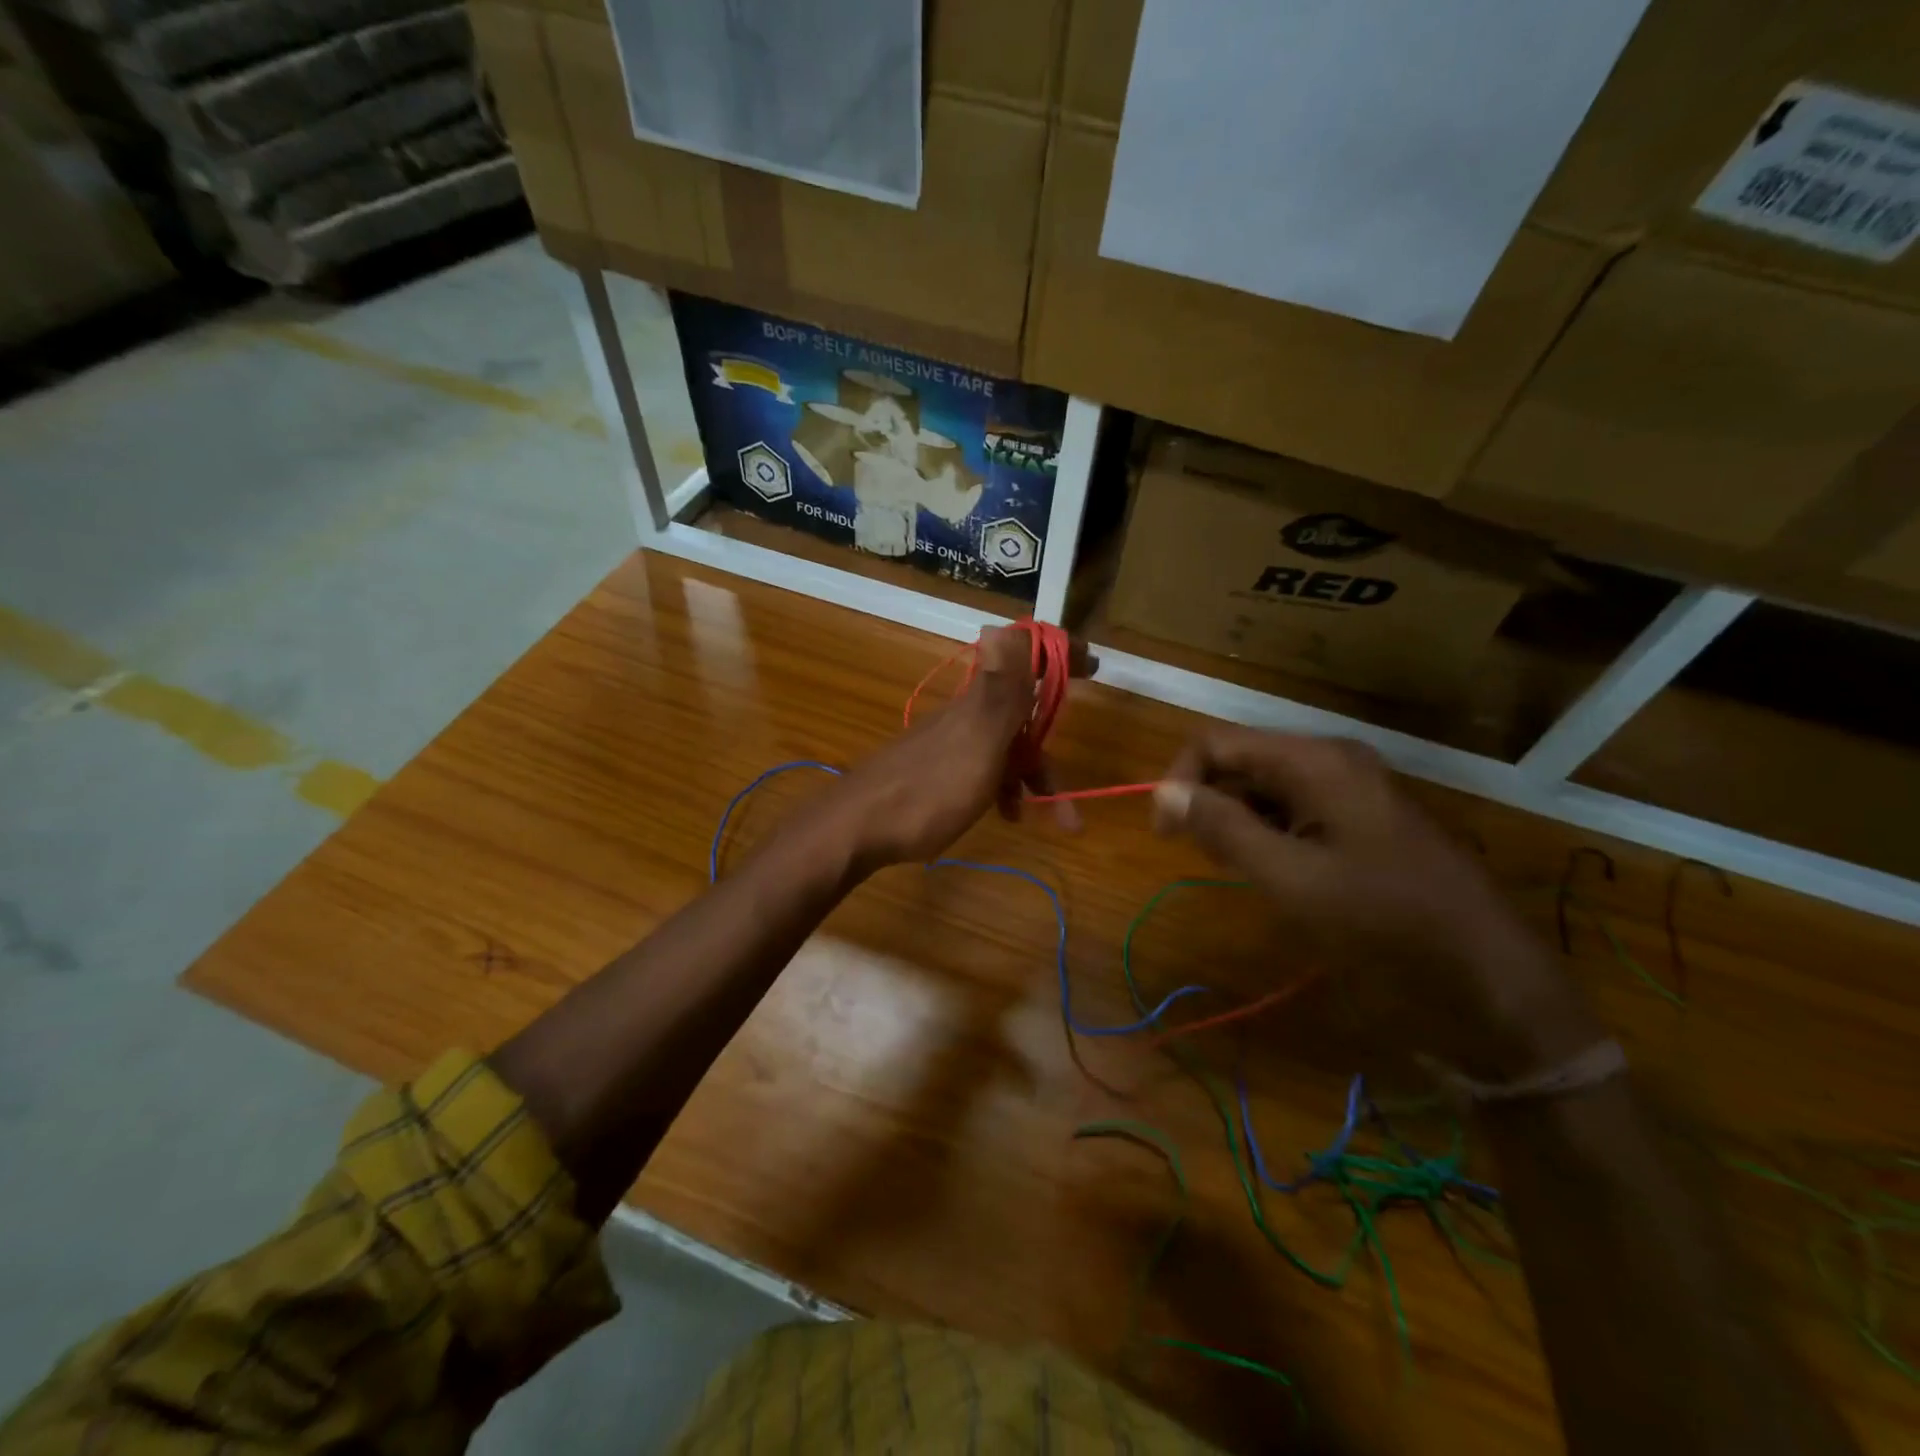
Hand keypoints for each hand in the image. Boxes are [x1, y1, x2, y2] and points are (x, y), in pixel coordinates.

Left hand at [821, 627, 1087, 871]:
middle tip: (1072, 803)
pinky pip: (984, 771)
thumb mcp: (976, 741)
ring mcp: (950, 743)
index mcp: (980, 702)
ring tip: (1055, 823)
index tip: (1093, 666)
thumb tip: (1007, 624)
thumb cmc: (928, 790)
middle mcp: (966, 714)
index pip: (1024, 659)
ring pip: (1005, 750)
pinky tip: (1006, 817)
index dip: (1058, 656)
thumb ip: (999, 689)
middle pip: (1022, 717)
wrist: (857, 829)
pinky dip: (1003, 791)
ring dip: (1032, 781)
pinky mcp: (937, 771)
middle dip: (1051, 754)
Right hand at [1152, 729, 1601, 1081]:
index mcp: (1315, 761)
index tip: (1164, 833)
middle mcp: (1331, 761)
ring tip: (1234, 869)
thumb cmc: (1383, 923)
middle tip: (1202, 857)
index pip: (1216, 743)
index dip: (1179, 780)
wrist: (1487, 978)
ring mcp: (1351, 790)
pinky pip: (1294, 810)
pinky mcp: (1361, 821)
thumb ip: (1222, 828)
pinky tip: (1269, 871)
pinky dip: (1266, 834)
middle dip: (1209, 801)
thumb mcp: (1290, 878)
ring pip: (1264, 788)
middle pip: (1241, 761)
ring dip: (1235, 820)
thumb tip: (1164, 791)